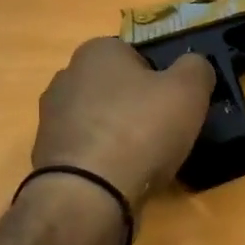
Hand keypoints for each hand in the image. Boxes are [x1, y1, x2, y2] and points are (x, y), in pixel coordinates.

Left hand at [30, 38, 213, 206]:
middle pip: (117, 87)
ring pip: (101, 119)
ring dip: (121, 134)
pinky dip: (105, 159)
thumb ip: (197, 68)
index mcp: (97, 51)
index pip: (137, 54)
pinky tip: (122, 176)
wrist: (88, 194)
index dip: (162, 77)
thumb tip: (194, 67)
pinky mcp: (47, 155)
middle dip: (138, 105)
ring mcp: (51, 118)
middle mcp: (67, 76)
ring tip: (147, 159)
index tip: (176, 103)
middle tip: (166, 130)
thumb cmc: (141, 129)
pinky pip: (88, 150)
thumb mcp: (189, 90)